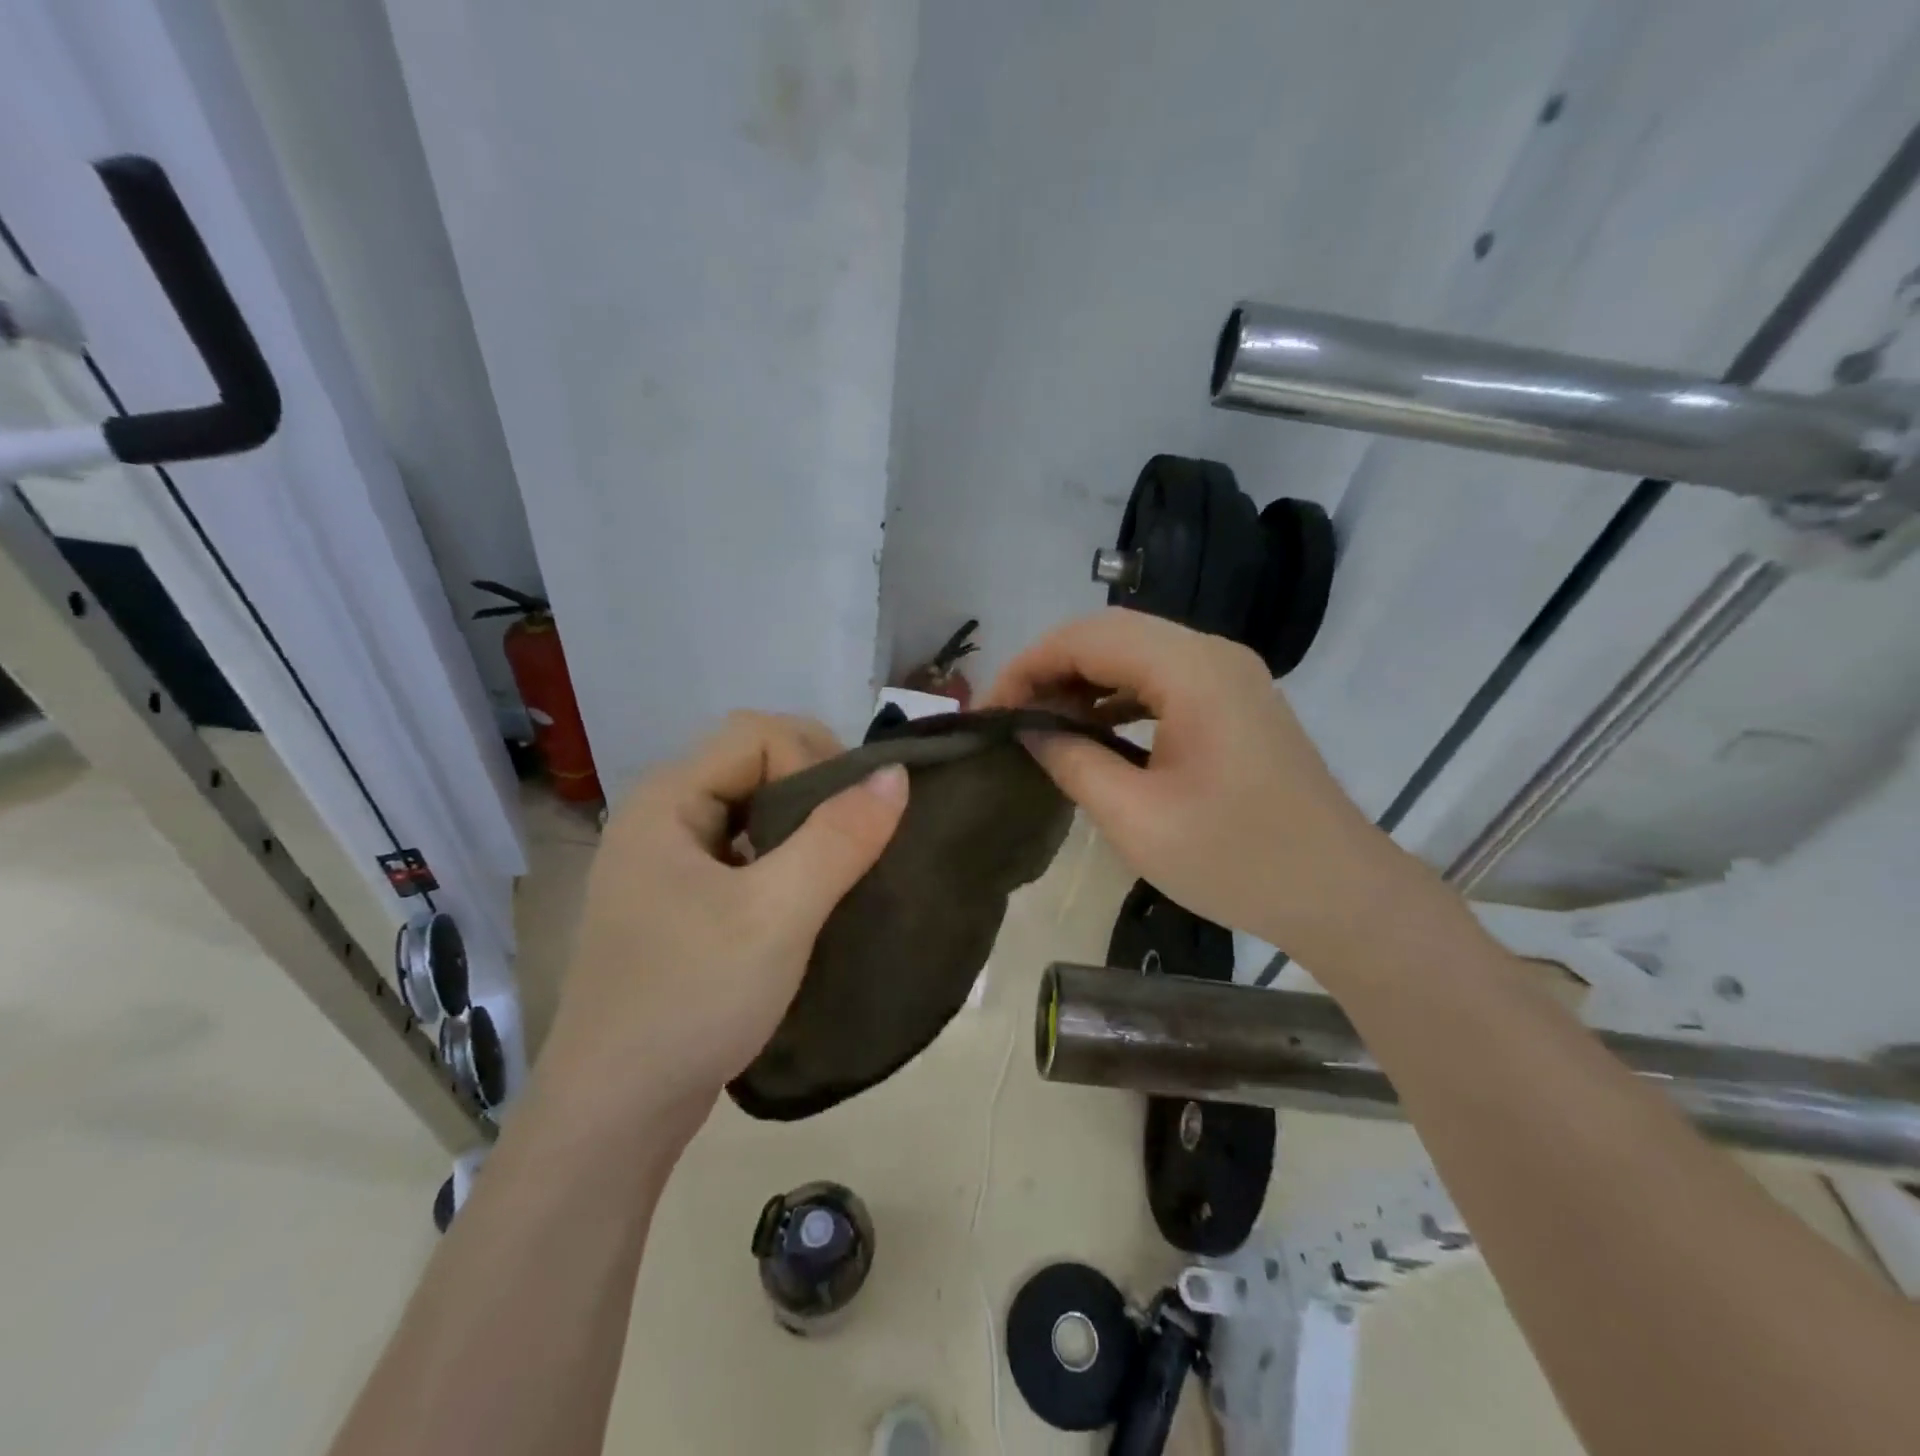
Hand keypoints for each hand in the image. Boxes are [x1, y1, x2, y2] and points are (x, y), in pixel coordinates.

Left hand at [538, 711, 907, 1117]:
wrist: (615, 1114)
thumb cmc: (691, 999)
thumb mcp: (777, 915)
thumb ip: (839, 837)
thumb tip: (897, 773)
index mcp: (667, 800)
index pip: (756, 734)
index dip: (813, 761)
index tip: (846, 825)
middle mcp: (660, 817)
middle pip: (753, 762)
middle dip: (815, 790)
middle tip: (854, 844)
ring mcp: (665, 861)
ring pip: (751, 809)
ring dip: (802, 828)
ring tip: (837, 871)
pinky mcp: (678, 900)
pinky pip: (742, 851)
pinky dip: (783, 859)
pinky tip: (805, 899)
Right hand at [986, 611, 1410, 959]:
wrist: (1338, 893)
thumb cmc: (1236, 860)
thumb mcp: (1136, 817)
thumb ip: (1072, 760)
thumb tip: (1026, 728)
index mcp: (1192, 671)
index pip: (1088, 637)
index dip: (1028, 665)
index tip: (988, 711)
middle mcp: (1212, 654)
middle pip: (1110, 634)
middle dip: (1050, 668)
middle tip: (1008, 716)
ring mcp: (1228, 675)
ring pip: (1134, 653)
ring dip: (1082, 680)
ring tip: (1039, 722)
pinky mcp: (1234, 701)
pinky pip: (1160, 679)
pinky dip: (1116, 696)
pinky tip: (1090, 729)